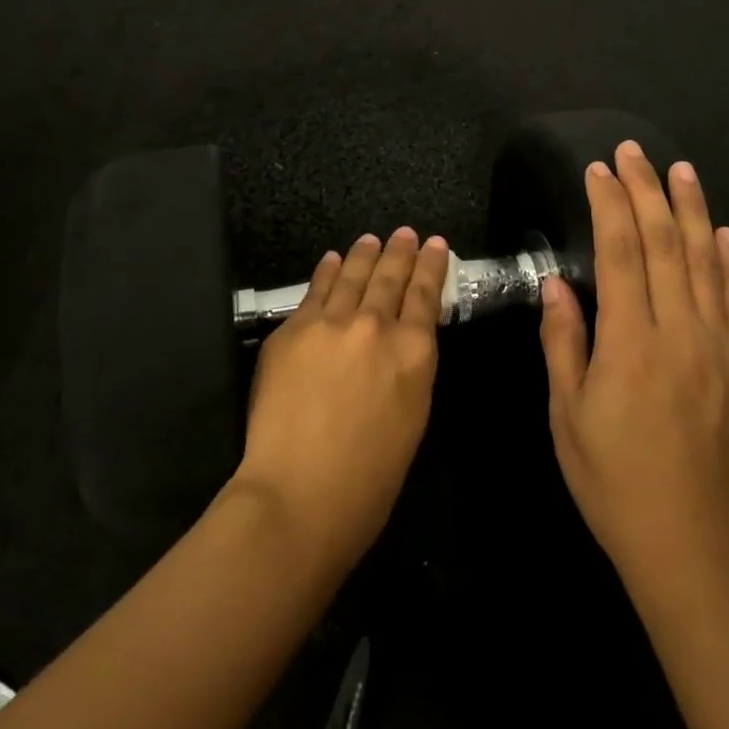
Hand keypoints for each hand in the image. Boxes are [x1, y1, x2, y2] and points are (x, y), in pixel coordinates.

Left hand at [230, 228, 448, 578]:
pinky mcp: (292, 330)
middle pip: (390, 276)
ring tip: (372, 239)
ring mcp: (330, 323)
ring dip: (364, 254)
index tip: (436, 244)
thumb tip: (405, 339)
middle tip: (405, 233)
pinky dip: (327, 272)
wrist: (298, 495)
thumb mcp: (412, 417)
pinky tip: (332, 260)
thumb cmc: (369, 479)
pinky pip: (315, 291)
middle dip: (400, 251)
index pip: (426, 294)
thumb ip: (410, 368)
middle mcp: (375, 325)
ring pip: (352, 276)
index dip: (431, 265)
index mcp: (414, 352)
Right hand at [539, 142, 728, 596]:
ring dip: (692, 210)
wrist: (684, 538)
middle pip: (665, 245)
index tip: (598, 170)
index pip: (621, 254)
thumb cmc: (610, 477)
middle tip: (633, 151)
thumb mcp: (566, 413)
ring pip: (704, 262)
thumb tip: (556, 285)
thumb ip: (564, 342)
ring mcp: (712, 346)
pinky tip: (724, 232)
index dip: (610, 205)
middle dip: (648, 191)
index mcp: (630, 343)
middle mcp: (677, 333)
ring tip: (681, 170)